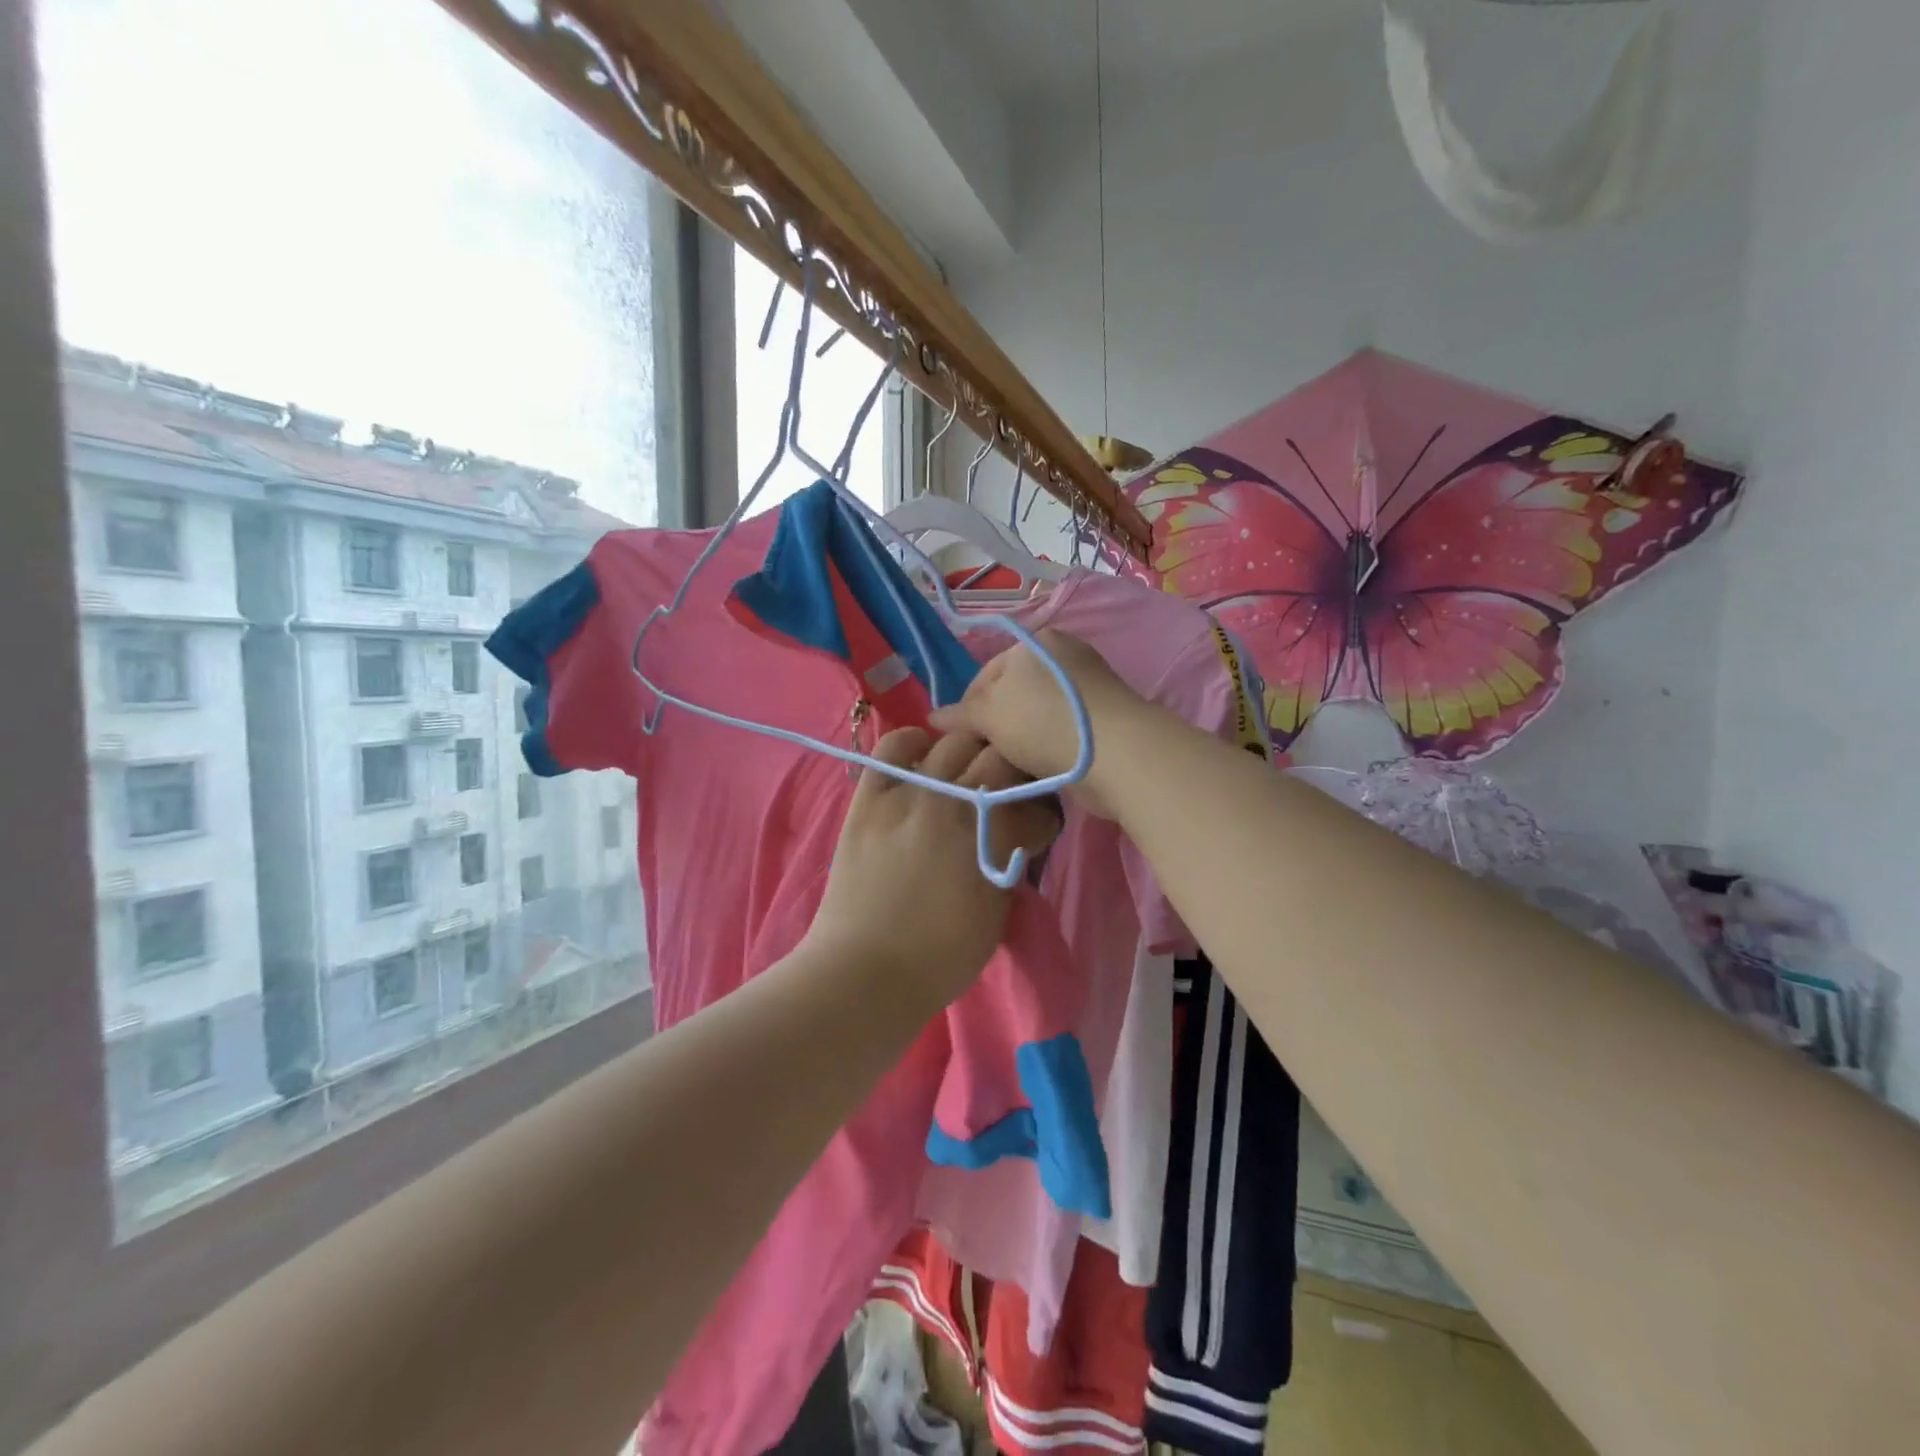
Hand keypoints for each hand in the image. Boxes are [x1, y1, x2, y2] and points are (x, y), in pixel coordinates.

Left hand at [805, 727, 1061, 1011]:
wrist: (864, 970)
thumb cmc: (940, 956)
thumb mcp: (997, 911)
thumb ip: (1011, 860)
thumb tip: (1017, 833)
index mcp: (992, 835)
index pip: (1035, 803)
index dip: (1043, 814)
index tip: (1038, 825)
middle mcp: (954, 801)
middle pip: (1000, 757)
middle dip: (1014, 773)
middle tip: (1008, 793)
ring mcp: (909, 792)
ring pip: (954, 742)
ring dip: (972, 752)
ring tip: (969, 770)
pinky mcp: (872, 795)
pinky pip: (894, 746)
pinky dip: (915, 743)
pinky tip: (924, 756)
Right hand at [930, 630, 1147, 818]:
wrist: (1114, 753)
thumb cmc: (1043, 721)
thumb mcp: (990, 713)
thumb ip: (961, 714)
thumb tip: (933, 717)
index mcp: (1037, 642)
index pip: (987, 672)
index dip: (968, 706)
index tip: (960, 740)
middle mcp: (1065, 659)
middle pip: (1014, 695)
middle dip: (996, 726)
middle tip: (984, 755)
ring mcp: (1088, 690)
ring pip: (1037, 717)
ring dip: (1021, 742)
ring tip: (1010, 766)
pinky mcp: (1104, 721)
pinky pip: (1062, 734)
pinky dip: (1048, 750)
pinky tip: (1037, 771)